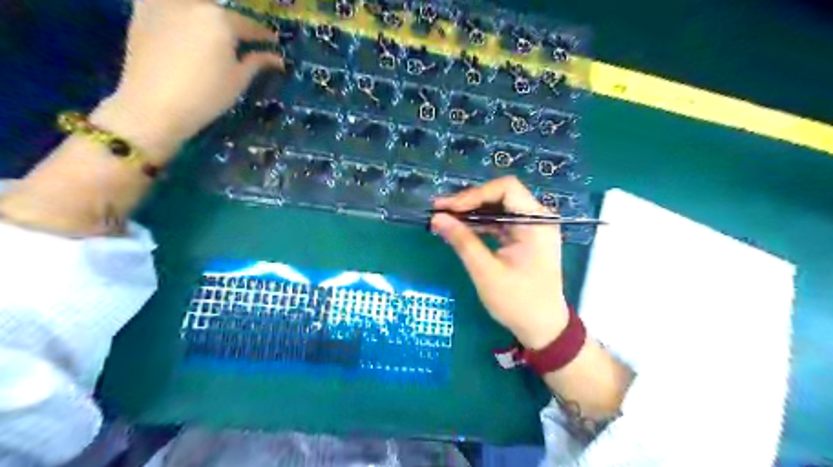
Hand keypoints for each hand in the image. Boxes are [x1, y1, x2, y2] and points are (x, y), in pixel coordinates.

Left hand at [94, 1, 284, 158]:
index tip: (273, 43)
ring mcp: (164, 3)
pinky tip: (185, 26)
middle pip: (221, 12)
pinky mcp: (142, 10)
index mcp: (221, 19)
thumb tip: (277, 58)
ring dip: (207, 15)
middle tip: (243, 40)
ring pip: (195, 6)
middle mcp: (193, 3)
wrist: (153, 104)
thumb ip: (258, 62)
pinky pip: (169, 5)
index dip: (264, 37)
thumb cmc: (205, 95)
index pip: (250, 25)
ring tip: (214, 34)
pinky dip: (181, 13)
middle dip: (235, 25)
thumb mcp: (238, 80)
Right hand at [432, 176, 568, 349]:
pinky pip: (500, 222)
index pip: (506, 189)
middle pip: (501, 195)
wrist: (543, 328)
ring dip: (471, 212)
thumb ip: (462, 241)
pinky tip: (460, 228)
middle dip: (469, 201)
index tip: (449, 209)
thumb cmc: (518, 302)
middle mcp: (538, 218)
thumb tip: (437, 218)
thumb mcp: (486, 272)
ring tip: (444, 217)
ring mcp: (532, 227)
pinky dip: (480, 224)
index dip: (475, 194)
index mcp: (537, 222)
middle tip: (439, 210)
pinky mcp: (525, 237)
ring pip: (498, 207)